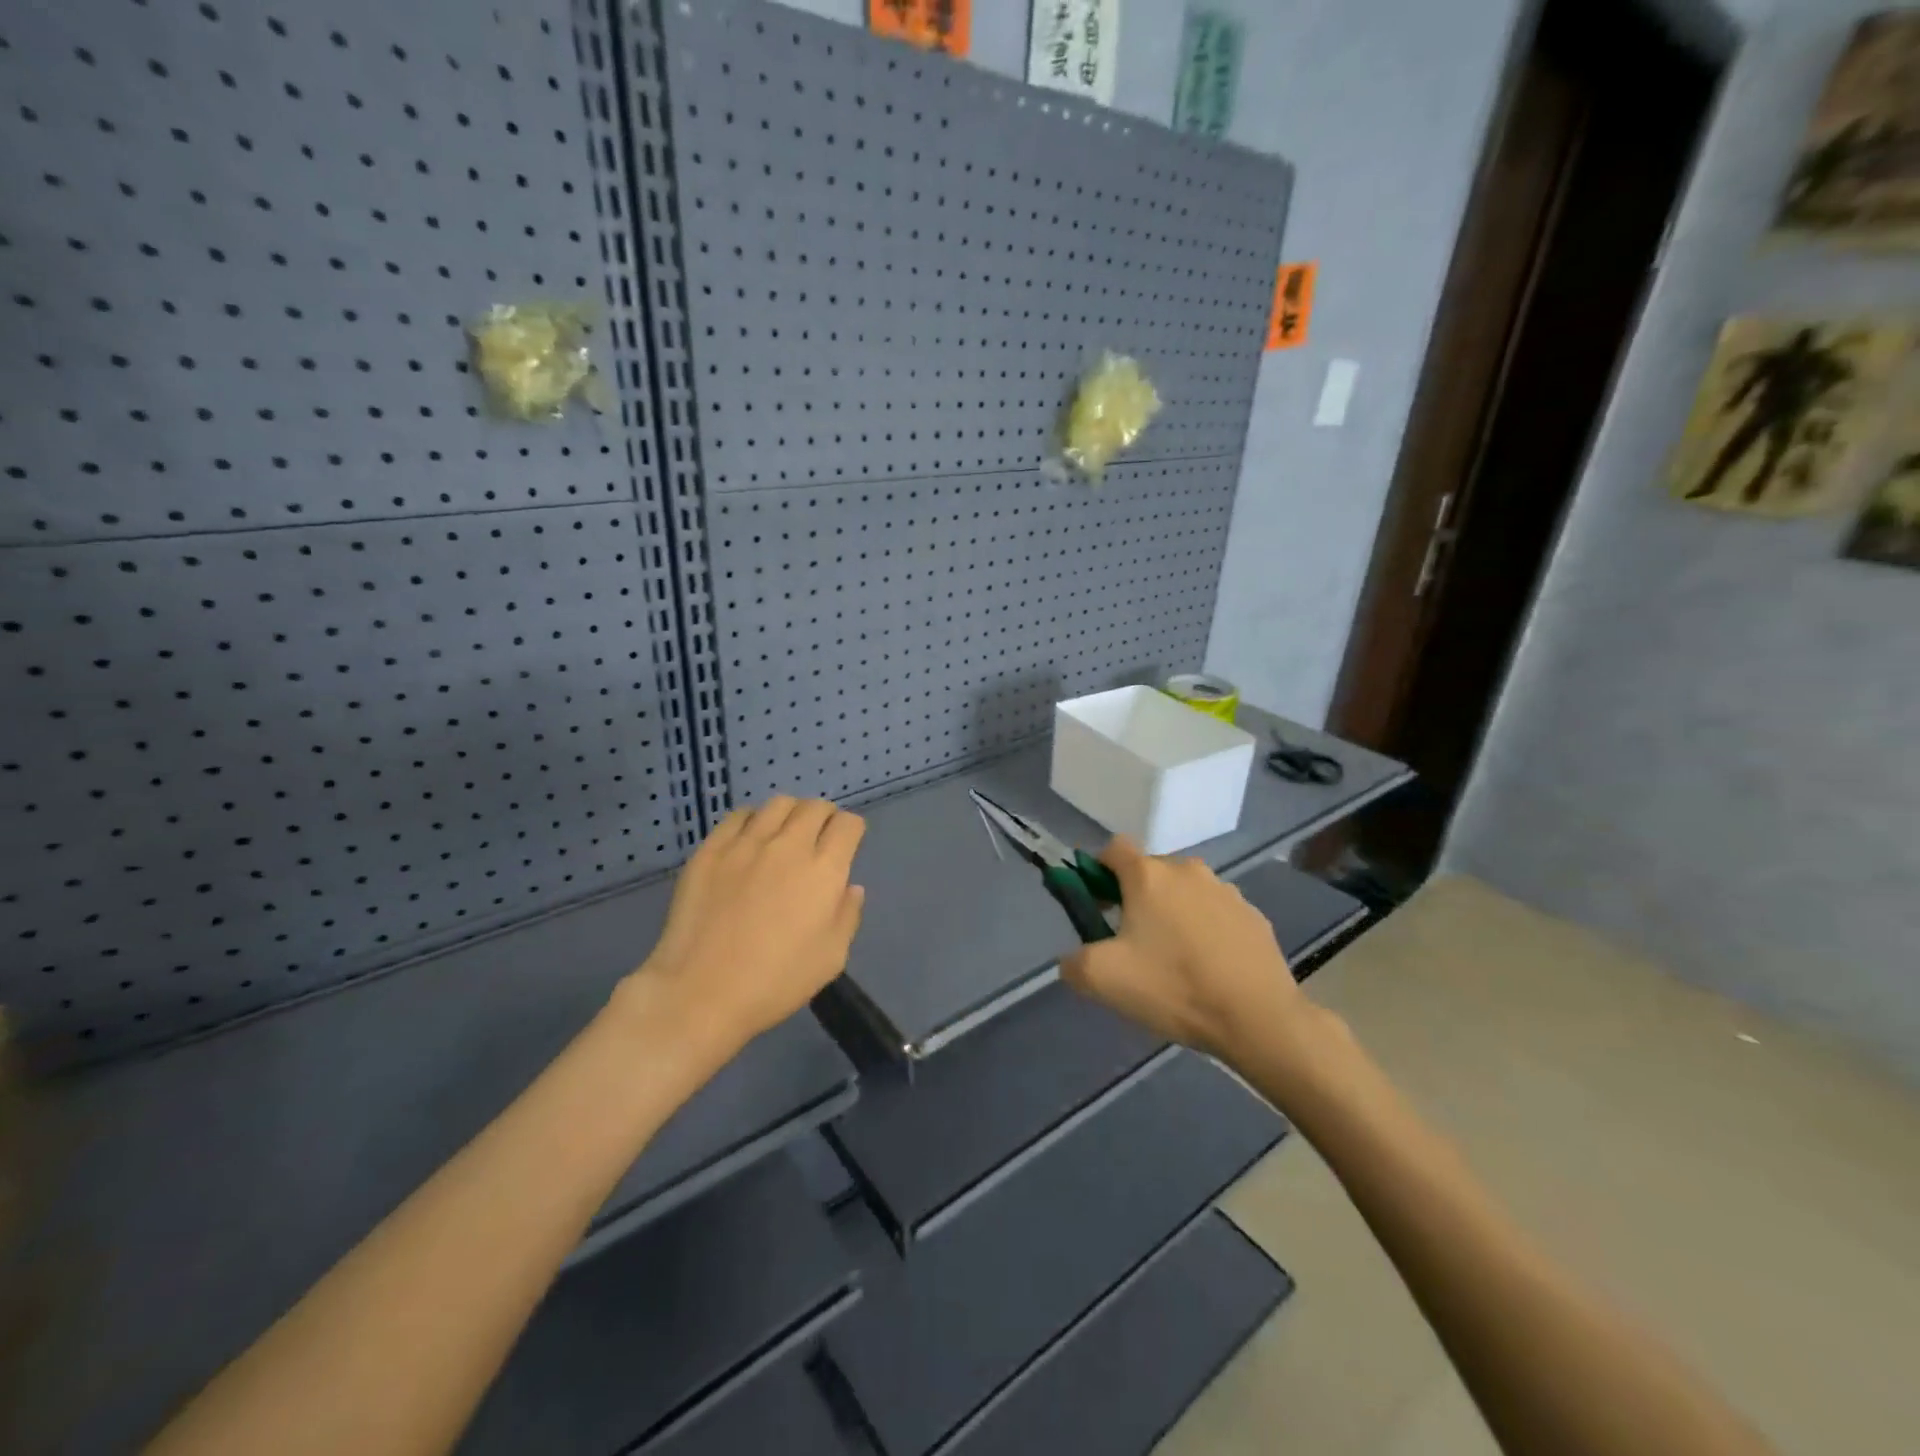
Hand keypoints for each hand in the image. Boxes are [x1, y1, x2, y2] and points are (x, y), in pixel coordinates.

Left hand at [622, 797, 865, 1055]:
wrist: (700, 993)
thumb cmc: (775, 982)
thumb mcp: (831, 958)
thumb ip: (847, 915)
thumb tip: (850, 887)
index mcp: (824, 871)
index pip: (848, 824)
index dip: (851, 831)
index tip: (846, 847)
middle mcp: (788, 846)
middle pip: (815, 807)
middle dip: (825, 818)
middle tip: (818, 840)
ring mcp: (746, 844)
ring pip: (778, 804)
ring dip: (790, 814)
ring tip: (784, 835)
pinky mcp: (711, 849)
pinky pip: (738, 816)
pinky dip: (752, 821)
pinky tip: (749, 842)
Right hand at [1061, 837, 1305, 1060]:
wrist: (1258, 1018)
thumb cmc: (1174, 987)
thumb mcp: (1103, 979)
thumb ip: (1073, 962)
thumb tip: (1072, 960)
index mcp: (1148, 875)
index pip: (1114, 848)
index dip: (1099, 870)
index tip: (1098, 904)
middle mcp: (1188, 870)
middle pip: (1151, 871)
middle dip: (1137, 897)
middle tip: (1133, 942)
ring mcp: (1226, 891)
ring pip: (1186, 892)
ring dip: (1174, 913)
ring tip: (1176, 960)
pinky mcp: (1254, 916)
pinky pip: (1218, 914)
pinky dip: (1207, 930)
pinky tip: (1210, 968)